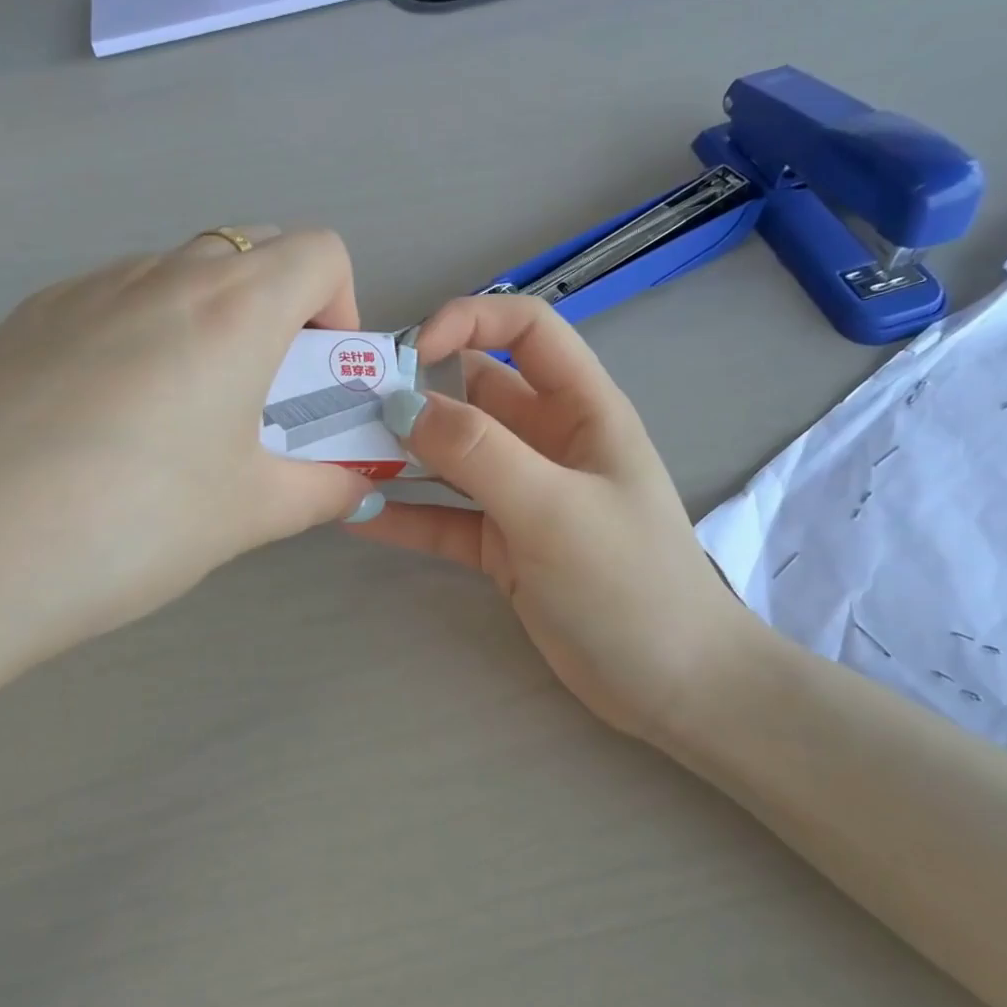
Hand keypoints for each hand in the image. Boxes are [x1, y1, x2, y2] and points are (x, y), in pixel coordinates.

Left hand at [0, 228, 375, 721]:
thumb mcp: (248, 514)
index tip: (316, 377)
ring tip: (175, 417)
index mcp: (232, 310)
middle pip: (250, 251)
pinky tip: (101, 423)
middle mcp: (157, 276)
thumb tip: (355, 485)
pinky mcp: (19, 320)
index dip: (340, 307)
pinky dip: (138, 335)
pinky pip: (107, 301)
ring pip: (174, 273)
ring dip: (206, 322)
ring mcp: (78, 290)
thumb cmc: (132, 526)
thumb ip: (321, 490)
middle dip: (279, 312)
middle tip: (257, 399)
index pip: (319, 252)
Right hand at [350, 296, 761, 742]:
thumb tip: (401, 405)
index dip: (468, 322)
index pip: (526, 330)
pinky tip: (355, 515)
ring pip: (451, 458)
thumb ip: (478, 452)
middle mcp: (547, 442)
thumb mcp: (554, 508)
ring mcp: (521, 496)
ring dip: (400, 456)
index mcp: (581, 409)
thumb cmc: (628, 582)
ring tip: (336, 457)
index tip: (409, 354)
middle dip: (414, 393)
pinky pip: (444, 518)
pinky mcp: (501, 546)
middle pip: (474, 394)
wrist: (670, 684)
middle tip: (347, 407)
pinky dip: (405, 515)